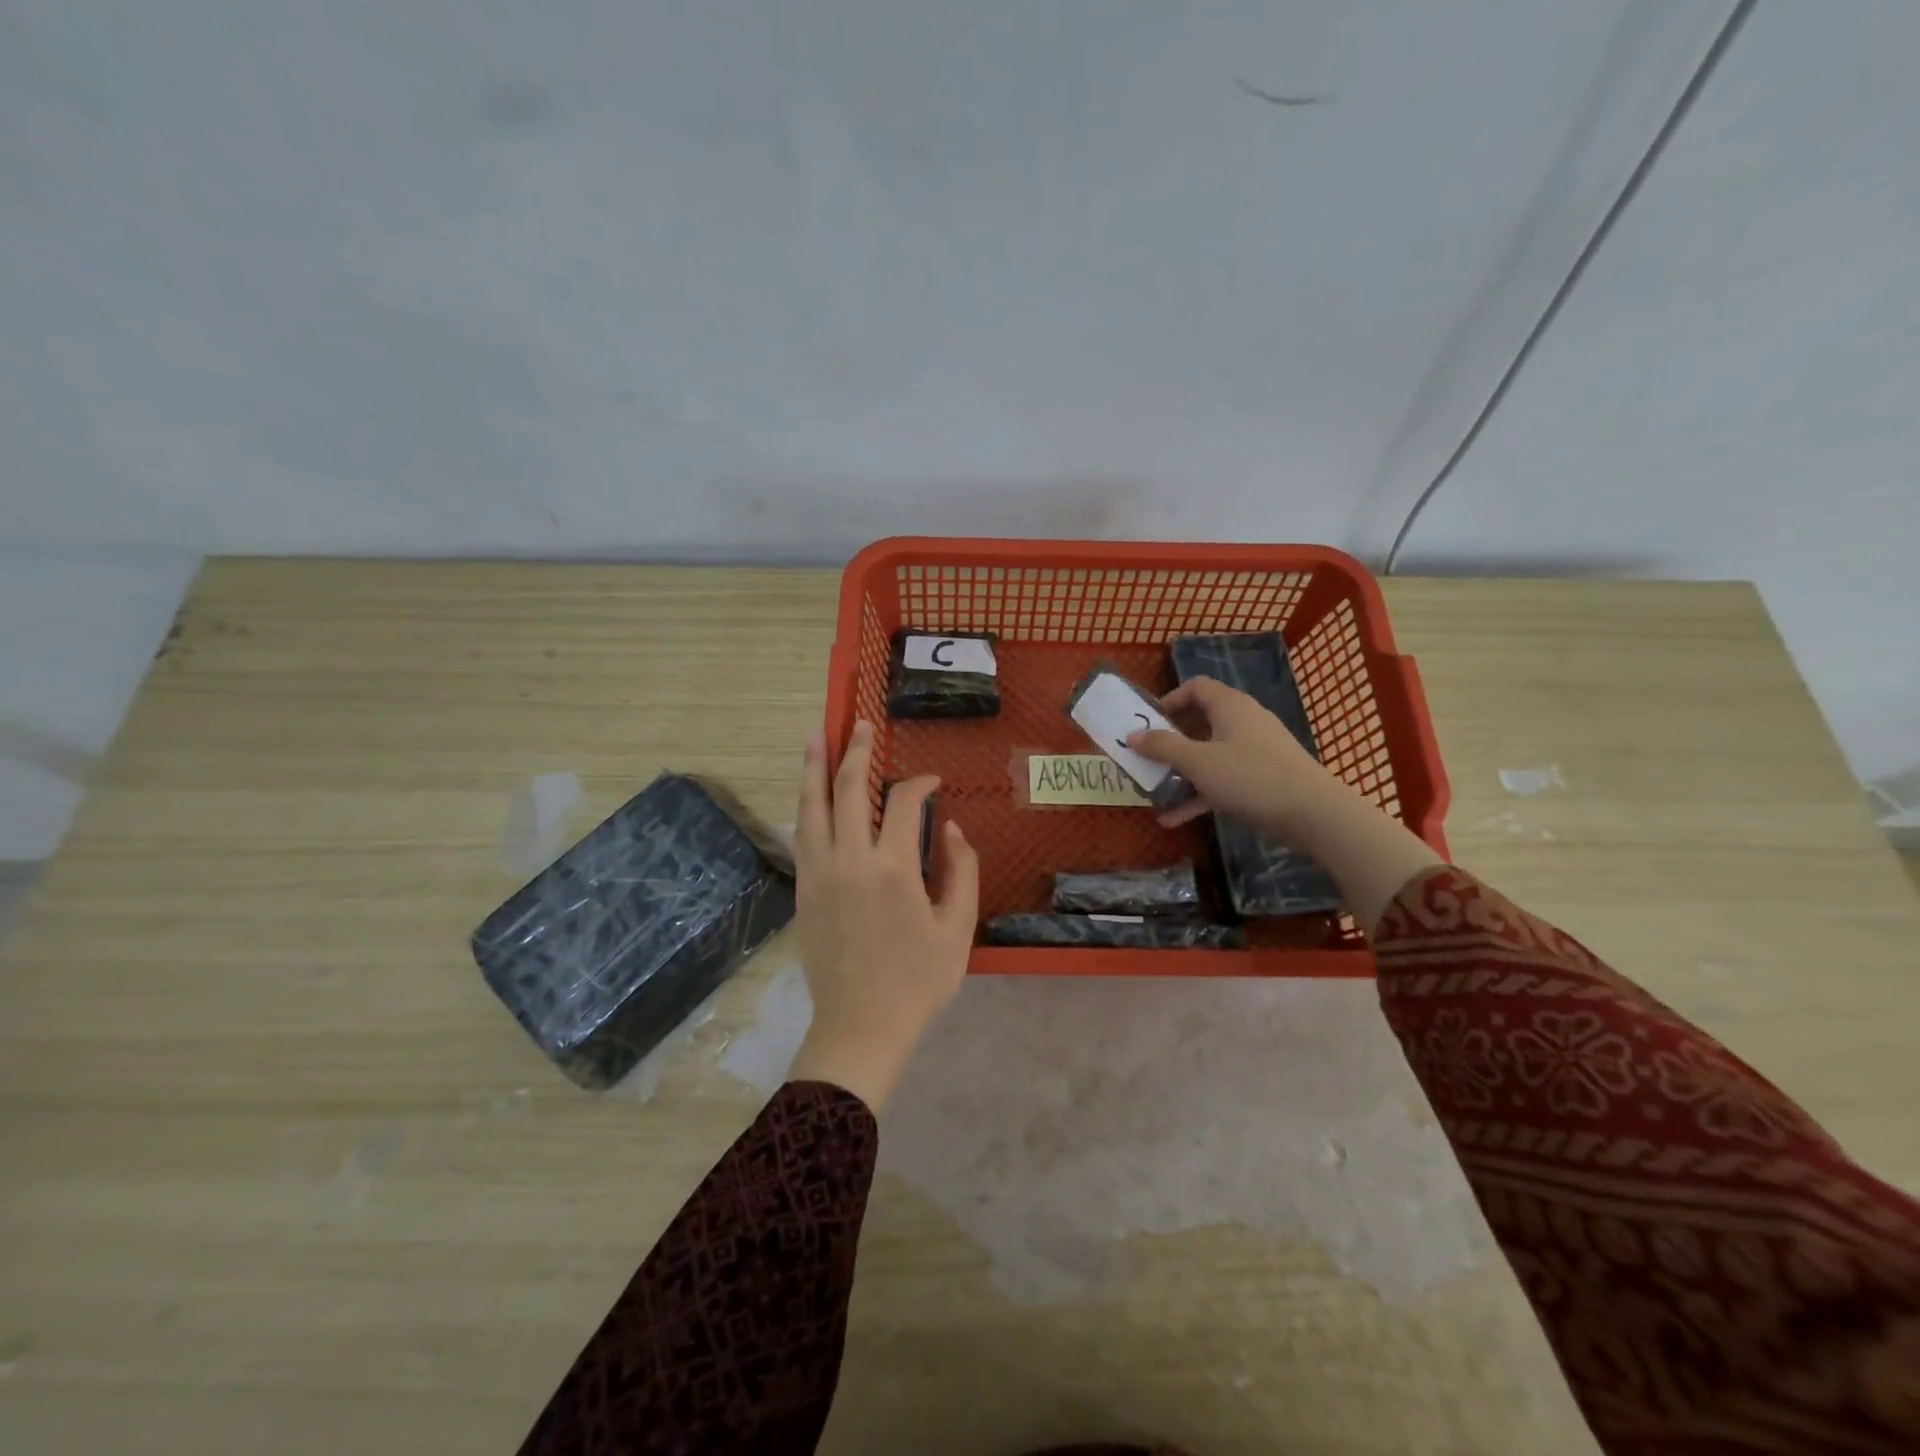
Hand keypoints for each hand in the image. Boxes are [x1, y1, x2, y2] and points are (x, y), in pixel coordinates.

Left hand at [787, 720, 979, 1111]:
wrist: (860, 1026)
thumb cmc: (918, 980)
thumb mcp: (957, 927)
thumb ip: (961, 869)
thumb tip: (947, 827)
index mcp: (892, 867)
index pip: (902, 802)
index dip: (919, 784)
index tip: (932, 782)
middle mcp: (849, 859)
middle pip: (848, 788)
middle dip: (856, 751)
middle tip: (860, 724)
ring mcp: (819, 872)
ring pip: (812, 806)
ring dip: (815, 767)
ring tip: (816, 736)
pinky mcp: (803, 889)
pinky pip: (803, 834)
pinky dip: (808, 806)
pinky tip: (811, 794)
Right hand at [1127, 676, 1336, 836]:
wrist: (1314, 814)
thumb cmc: (1250, 777)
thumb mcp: (1198, 762)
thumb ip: (1162, 747)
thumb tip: (1131, 735)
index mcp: (1230, 706)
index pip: (1196, 687)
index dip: (1169, 700)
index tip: (1148, 722)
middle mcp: (1244, 722)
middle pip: (1200, 722)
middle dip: (1170, 742)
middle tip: (1146, 757)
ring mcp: (1256, 751)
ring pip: (1210, 755)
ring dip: (1181, 773)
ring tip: (1155, 792)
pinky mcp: (1263, 779)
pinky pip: (1223, 780)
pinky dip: (1200, 794)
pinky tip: (1175, 819)